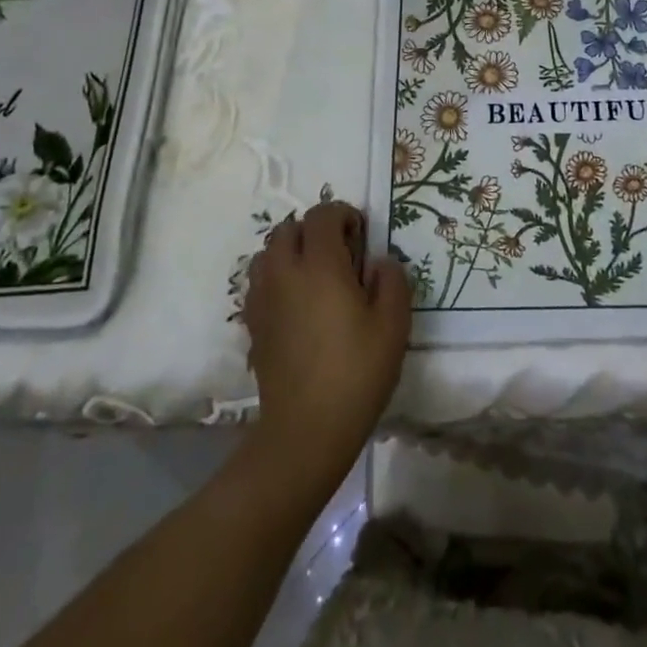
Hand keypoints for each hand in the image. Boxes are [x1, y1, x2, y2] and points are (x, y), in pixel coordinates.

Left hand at [243, 195, 410, 482]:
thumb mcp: (393, 324)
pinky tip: (297, 305)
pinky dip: (277, 278)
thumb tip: (378, 263)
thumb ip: (391, 280)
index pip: (323, 215)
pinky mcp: (253, 324)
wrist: (305, 431)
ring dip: (290, 252)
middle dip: (314, 231)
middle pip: (288, 228)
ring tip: (315, 277)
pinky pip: (259, 282)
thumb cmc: (356, 373)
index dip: (344, 215)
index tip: (362, 237)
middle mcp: (285, 272)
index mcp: (320, 265)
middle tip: (340, 255)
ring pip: (268, 252)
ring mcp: (263, 298)